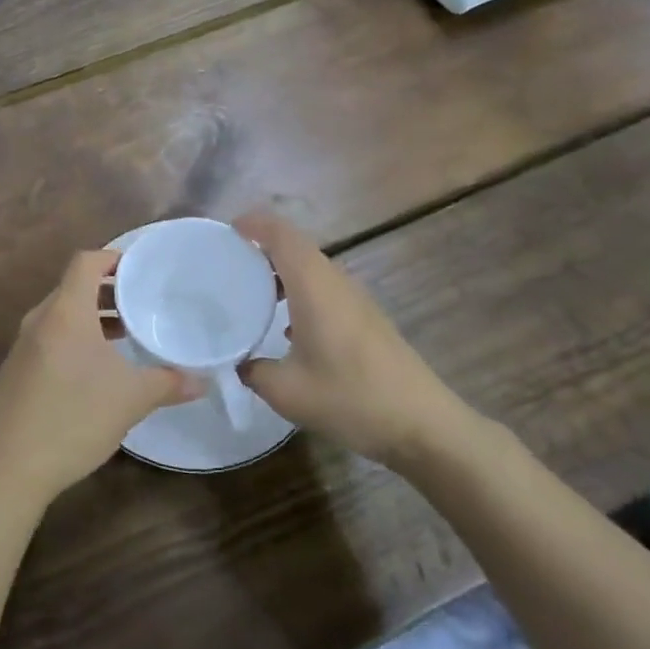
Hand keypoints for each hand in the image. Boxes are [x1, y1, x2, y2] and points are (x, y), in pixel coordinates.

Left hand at [0, 250, 196, 505]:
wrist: (8, 467)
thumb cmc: (73, 418)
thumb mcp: (131, 399)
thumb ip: (169, 383)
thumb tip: (203, 380)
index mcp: (66, 311)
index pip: (86, 262)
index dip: (113, 258)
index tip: (142, 271)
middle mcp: (40, 319)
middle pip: (74, 287)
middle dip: (108, 291)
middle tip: (142, 303)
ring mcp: (23, 346)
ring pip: (62, 315)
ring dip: (92, 317)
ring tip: (125, 335)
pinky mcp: (16, 371)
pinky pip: (50, 338)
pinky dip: (75, 339)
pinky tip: (96, 370)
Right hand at [235, 212, 479, 464]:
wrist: (422, 425)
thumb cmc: (351, 398)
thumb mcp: (287, 392)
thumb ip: (254, 371)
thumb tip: (238, 363)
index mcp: (314, 286)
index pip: (281, 233)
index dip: (253, 223)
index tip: (227, 232)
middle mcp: (336, 282)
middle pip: (296, 246)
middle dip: (262, 247)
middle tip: (229, 265)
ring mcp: (355, 299)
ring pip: (312, 268)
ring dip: (281, 272)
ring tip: (251, 294)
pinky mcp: (366, 319)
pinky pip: (324, 289)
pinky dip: (299, 293)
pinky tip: (285, 327)